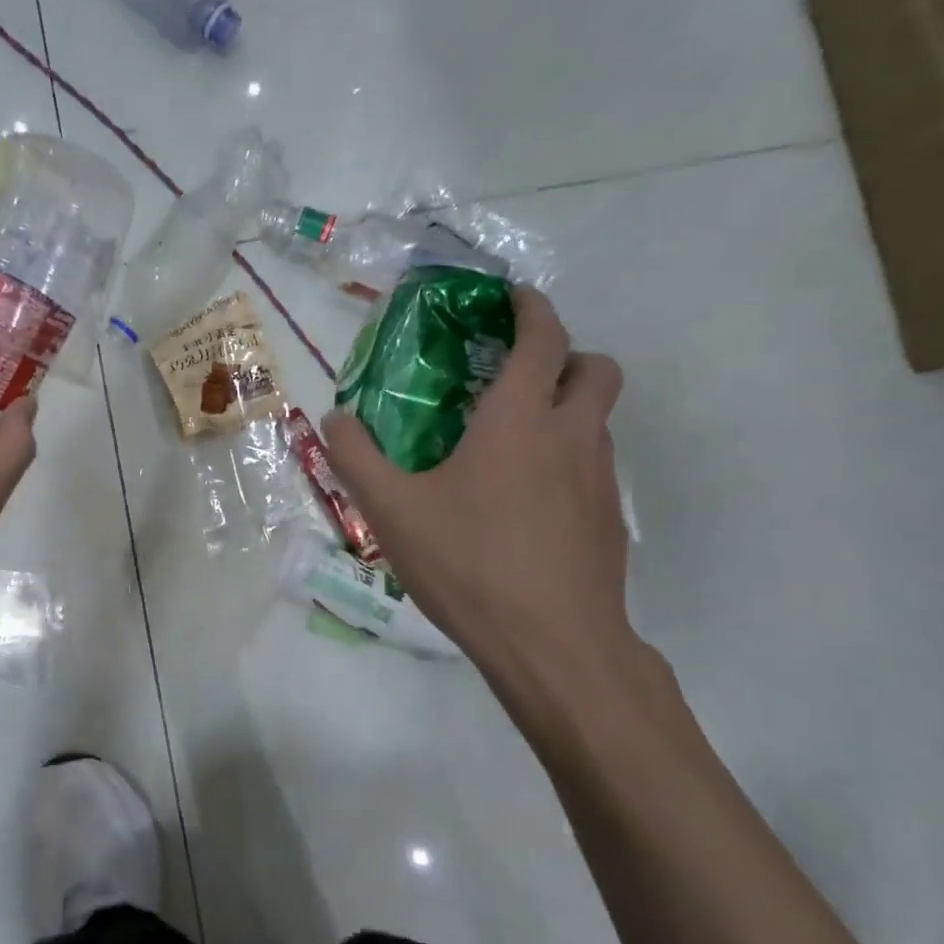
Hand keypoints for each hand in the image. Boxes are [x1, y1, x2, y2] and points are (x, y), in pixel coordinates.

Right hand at [322, 287, 636, 729]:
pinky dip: (568, 460)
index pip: (543, 336)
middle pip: (595, 369)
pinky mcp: (608, 521)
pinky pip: (594, 467)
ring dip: (566, 411)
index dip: (530, 307)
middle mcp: (572, 435)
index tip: (510, 298)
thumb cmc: (469, 562)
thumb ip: (356, 457)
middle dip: (564, 356)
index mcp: (520, 418)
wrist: (553, 646)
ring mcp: (601, 479)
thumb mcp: (392, 509)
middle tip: (516, 377)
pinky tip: (524, 504)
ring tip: (510, 445)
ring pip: (598, 420)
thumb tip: (334, 419)